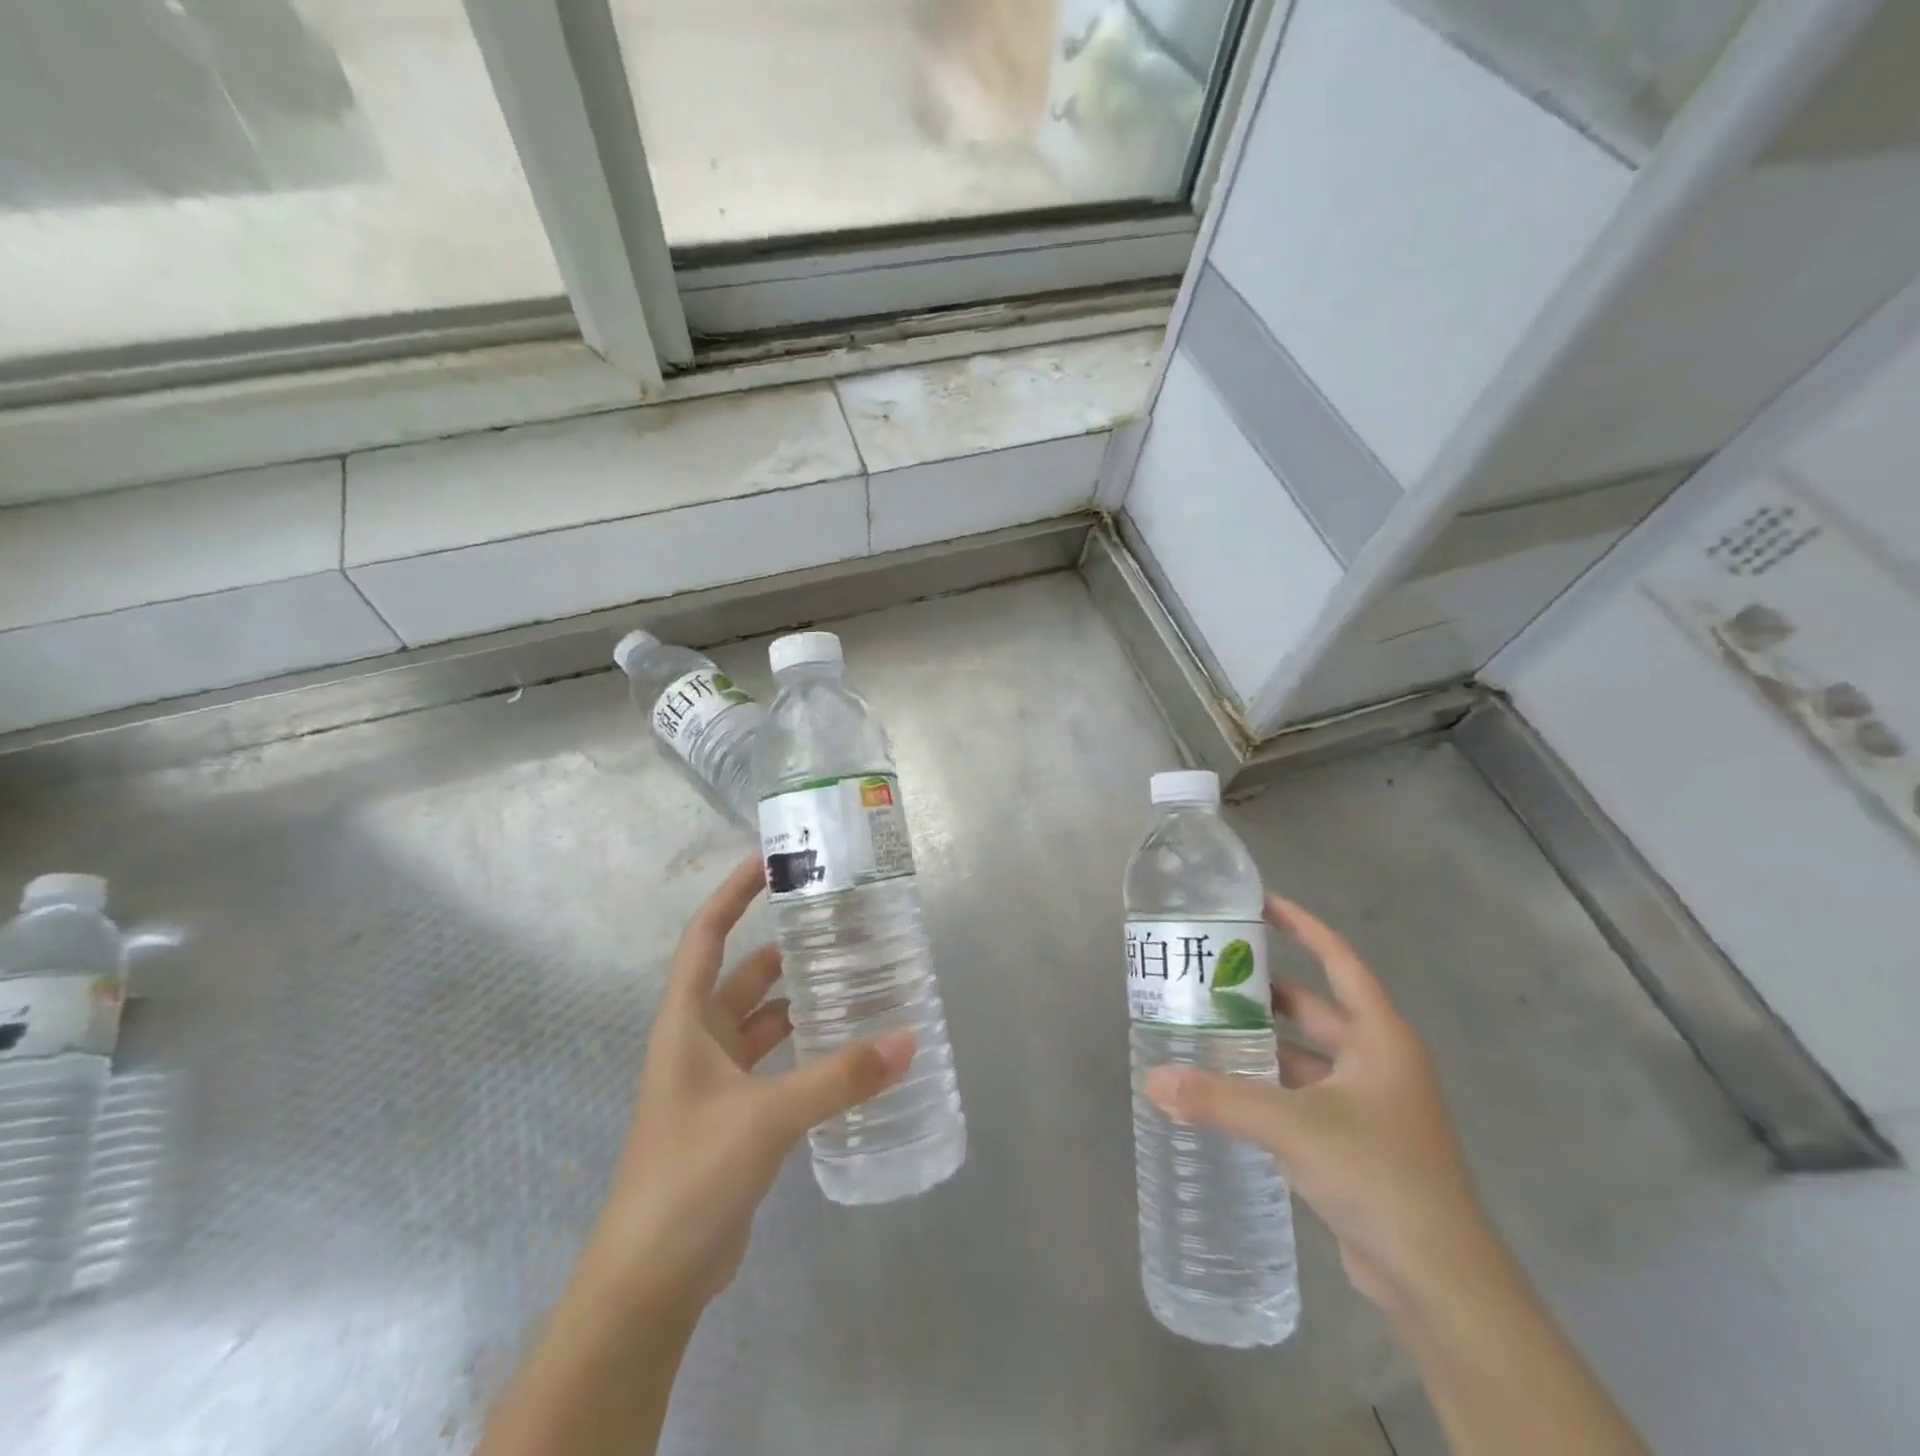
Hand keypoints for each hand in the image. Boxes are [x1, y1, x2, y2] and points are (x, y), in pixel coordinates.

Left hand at [579, 855, 915, 1317]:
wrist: (650, 1280)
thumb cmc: (689, 1177)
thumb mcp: (767, 1118)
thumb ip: (839, 1078)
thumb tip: (908, 1041)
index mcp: (685, 1024)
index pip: (707, 937)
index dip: (732, 894)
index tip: (769, 860)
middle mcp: (696, 1043)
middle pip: (741, 976)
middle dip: (780, 948)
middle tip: (833, 927)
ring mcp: (714, 1082)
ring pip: (761, 1022)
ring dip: (797, 1001)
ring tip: (850, 981)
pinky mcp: (735, 1117)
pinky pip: (773, 1063)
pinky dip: (803, 1049)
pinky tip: (843, 1050)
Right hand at [1146, 895, 1491, 1314]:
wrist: (1438, 1279)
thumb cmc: (1377, 1175)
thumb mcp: (1292, 1126)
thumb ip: (1219, 1100)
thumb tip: (1153, 1081)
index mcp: (1380, 1038)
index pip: (1339, 962)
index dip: (1303, 927)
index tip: (1261, 904)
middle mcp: (1378, 1061)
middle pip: (1316, 1007)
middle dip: (1266, 991)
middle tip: (1210, 976)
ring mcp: (1370, 1104)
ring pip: (1306, 1054)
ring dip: (1264, 1041)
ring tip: (1207, 1027)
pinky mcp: (1357, 1141)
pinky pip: (1305, 1094)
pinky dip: (1271, 1084)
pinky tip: (1230, 1087)